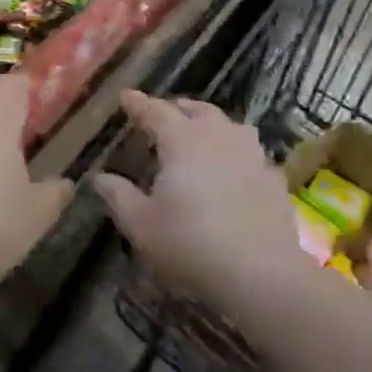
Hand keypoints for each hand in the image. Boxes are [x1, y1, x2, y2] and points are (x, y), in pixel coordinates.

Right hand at [94, 90, 300, 305]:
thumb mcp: (141, 225)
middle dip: (175, 108)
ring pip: (227, 124)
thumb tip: (99, 177)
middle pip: (195, 109)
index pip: (155, 111)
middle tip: (161, 115)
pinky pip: (249, 150)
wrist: (262, 274)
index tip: (125, 96)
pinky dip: (235, 150)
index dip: (138, 104)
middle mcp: (217, 135)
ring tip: (198, 134)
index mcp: (181, 140)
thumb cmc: (191, 245)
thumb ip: (118, 196)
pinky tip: (233, 167)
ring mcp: (250, 153)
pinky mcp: (272, 176)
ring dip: (209, 123)